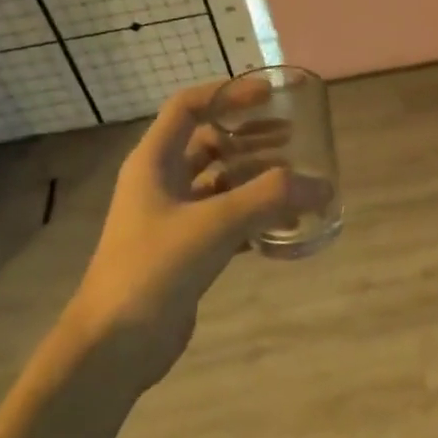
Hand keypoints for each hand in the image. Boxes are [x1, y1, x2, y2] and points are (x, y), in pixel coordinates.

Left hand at [65, 80, 321, 381]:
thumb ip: (271, 199)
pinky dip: (254, 215)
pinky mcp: (185, 250)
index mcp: (154, 162)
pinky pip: (225, 218)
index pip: (188, 107)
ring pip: (220, 182)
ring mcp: (172, 218)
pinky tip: (285, 225)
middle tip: (292, 136)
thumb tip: (323, 186)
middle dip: (250, 136)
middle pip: (209, 143)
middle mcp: (161, 183)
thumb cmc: (154, 269)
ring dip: (256, 177)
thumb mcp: (215, 224)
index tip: (269, 95)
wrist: (114, 344)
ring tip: (296, 180)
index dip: (228, 93)